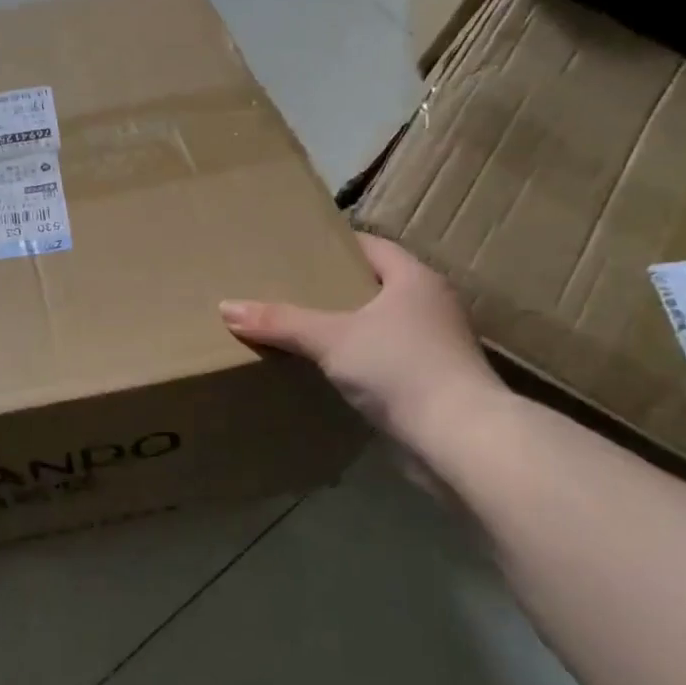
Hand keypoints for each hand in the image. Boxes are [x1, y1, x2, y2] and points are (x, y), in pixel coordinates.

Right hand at [220, 232, 504, 448]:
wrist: (459, 439)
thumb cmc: (399, 368)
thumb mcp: (330, 339)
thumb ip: (280, 322)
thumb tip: (226, 307)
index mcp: (415, 279)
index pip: (372, 246)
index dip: (336, 245)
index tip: (298, 249)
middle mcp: (431, 305)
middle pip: (376, 284)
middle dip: (336, 287)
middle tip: (290, 288)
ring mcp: (436, 346)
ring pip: (381, 324)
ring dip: (349, 326)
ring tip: (302, 328)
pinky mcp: (433, 382)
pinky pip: (387, 359)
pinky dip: (360, 360)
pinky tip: (330, 370)